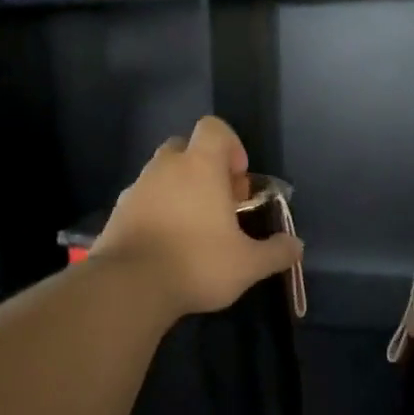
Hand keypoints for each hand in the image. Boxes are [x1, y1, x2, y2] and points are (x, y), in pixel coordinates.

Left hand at [92, 116, 302, 317]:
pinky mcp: (117, 212)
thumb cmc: (197, 263)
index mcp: (200, 166)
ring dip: (180, 190)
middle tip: (220, 204)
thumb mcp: (248, 264)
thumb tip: (296, 246)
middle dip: (204, 168)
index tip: (238, 180)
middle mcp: (165, 168)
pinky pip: (143, 199)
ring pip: (162, 175)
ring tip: (194, 228)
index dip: (231, 146)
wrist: (129, 286)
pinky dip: (157, 211)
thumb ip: (276, 252)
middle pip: (185, 148)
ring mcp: (136, 188)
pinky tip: (167, 244)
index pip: (213, 128)